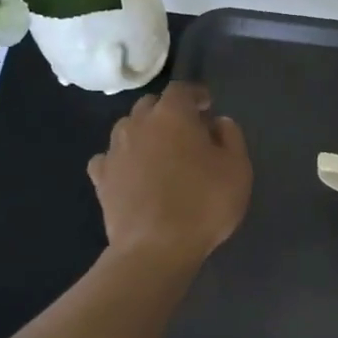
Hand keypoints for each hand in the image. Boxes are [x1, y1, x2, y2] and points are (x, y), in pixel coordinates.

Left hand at [88, 82, 251, 270]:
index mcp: (173, 115)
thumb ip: (231, 137)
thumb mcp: (237, 168)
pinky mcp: (100, 179)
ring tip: (160, 152)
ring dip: (145, 133)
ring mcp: (114, 151)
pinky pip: (109, 158)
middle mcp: (138, 124)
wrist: (155, 248)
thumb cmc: (204, 203)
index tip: (207, 105)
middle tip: (187, 130)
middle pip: (150, 105)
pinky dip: (122, 159)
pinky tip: (132, 173)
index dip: (195, 94)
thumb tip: (217, 122)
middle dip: (168, 111)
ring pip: (128, 128)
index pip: (181, 89)